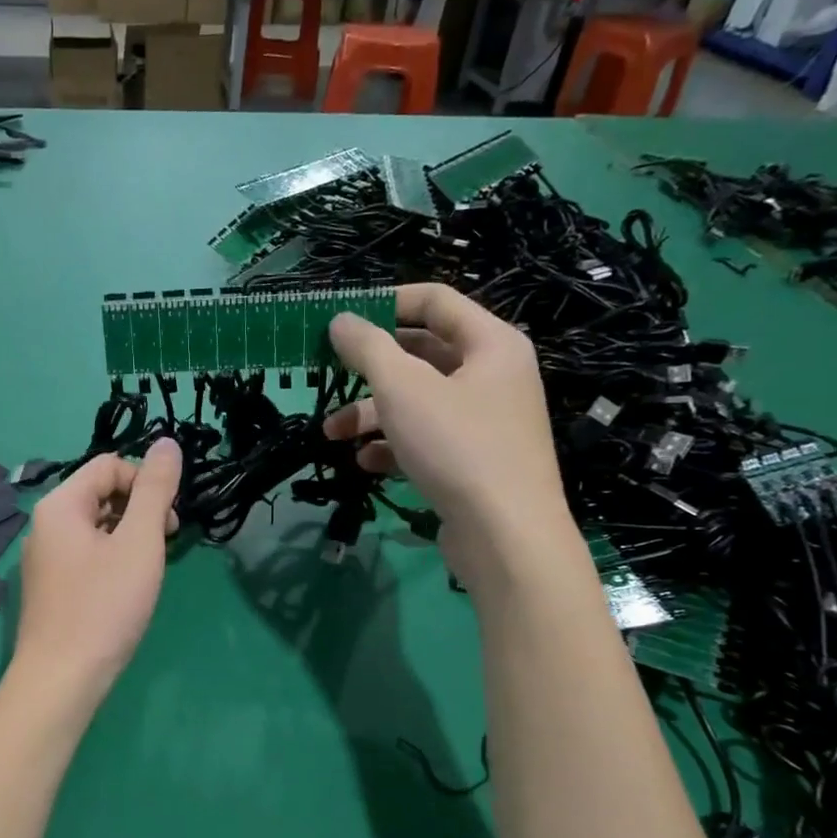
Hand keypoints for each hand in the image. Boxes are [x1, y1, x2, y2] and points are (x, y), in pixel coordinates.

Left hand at [14, 439, 181, 699]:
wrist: (61, 680)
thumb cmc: (104, 606)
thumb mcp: (139, 542)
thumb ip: (155, 490)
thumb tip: (168, 443)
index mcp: (60, 505)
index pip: (109, 465)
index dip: (145, 481)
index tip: (169, 519)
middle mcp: (44, 525)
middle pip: (100, 493)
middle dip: (139, 508)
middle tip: (165, 542)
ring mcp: (43, 558)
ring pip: (95, 526)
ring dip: (129, 535)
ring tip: (149, 568)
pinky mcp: (49, 587)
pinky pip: (86, 554)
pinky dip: (112, 558)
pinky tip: (127, 588)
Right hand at [327, 283, 572, 579]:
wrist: (506, 536)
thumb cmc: (457, 446)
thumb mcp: (402, 389)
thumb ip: (368, 348)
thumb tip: (341, 319)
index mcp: (491, 344)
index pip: (435, 301)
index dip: (386, 303)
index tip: (342, 320)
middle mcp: (494, 376)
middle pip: (423, 355)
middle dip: (371, 369)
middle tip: (329, 375)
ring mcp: (487, 422)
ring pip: (420, 402)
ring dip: (372, 414)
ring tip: (333, 434)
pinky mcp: (475, 461)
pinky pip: (428, 439)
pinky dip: (395, 445)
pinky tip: (366, 462)